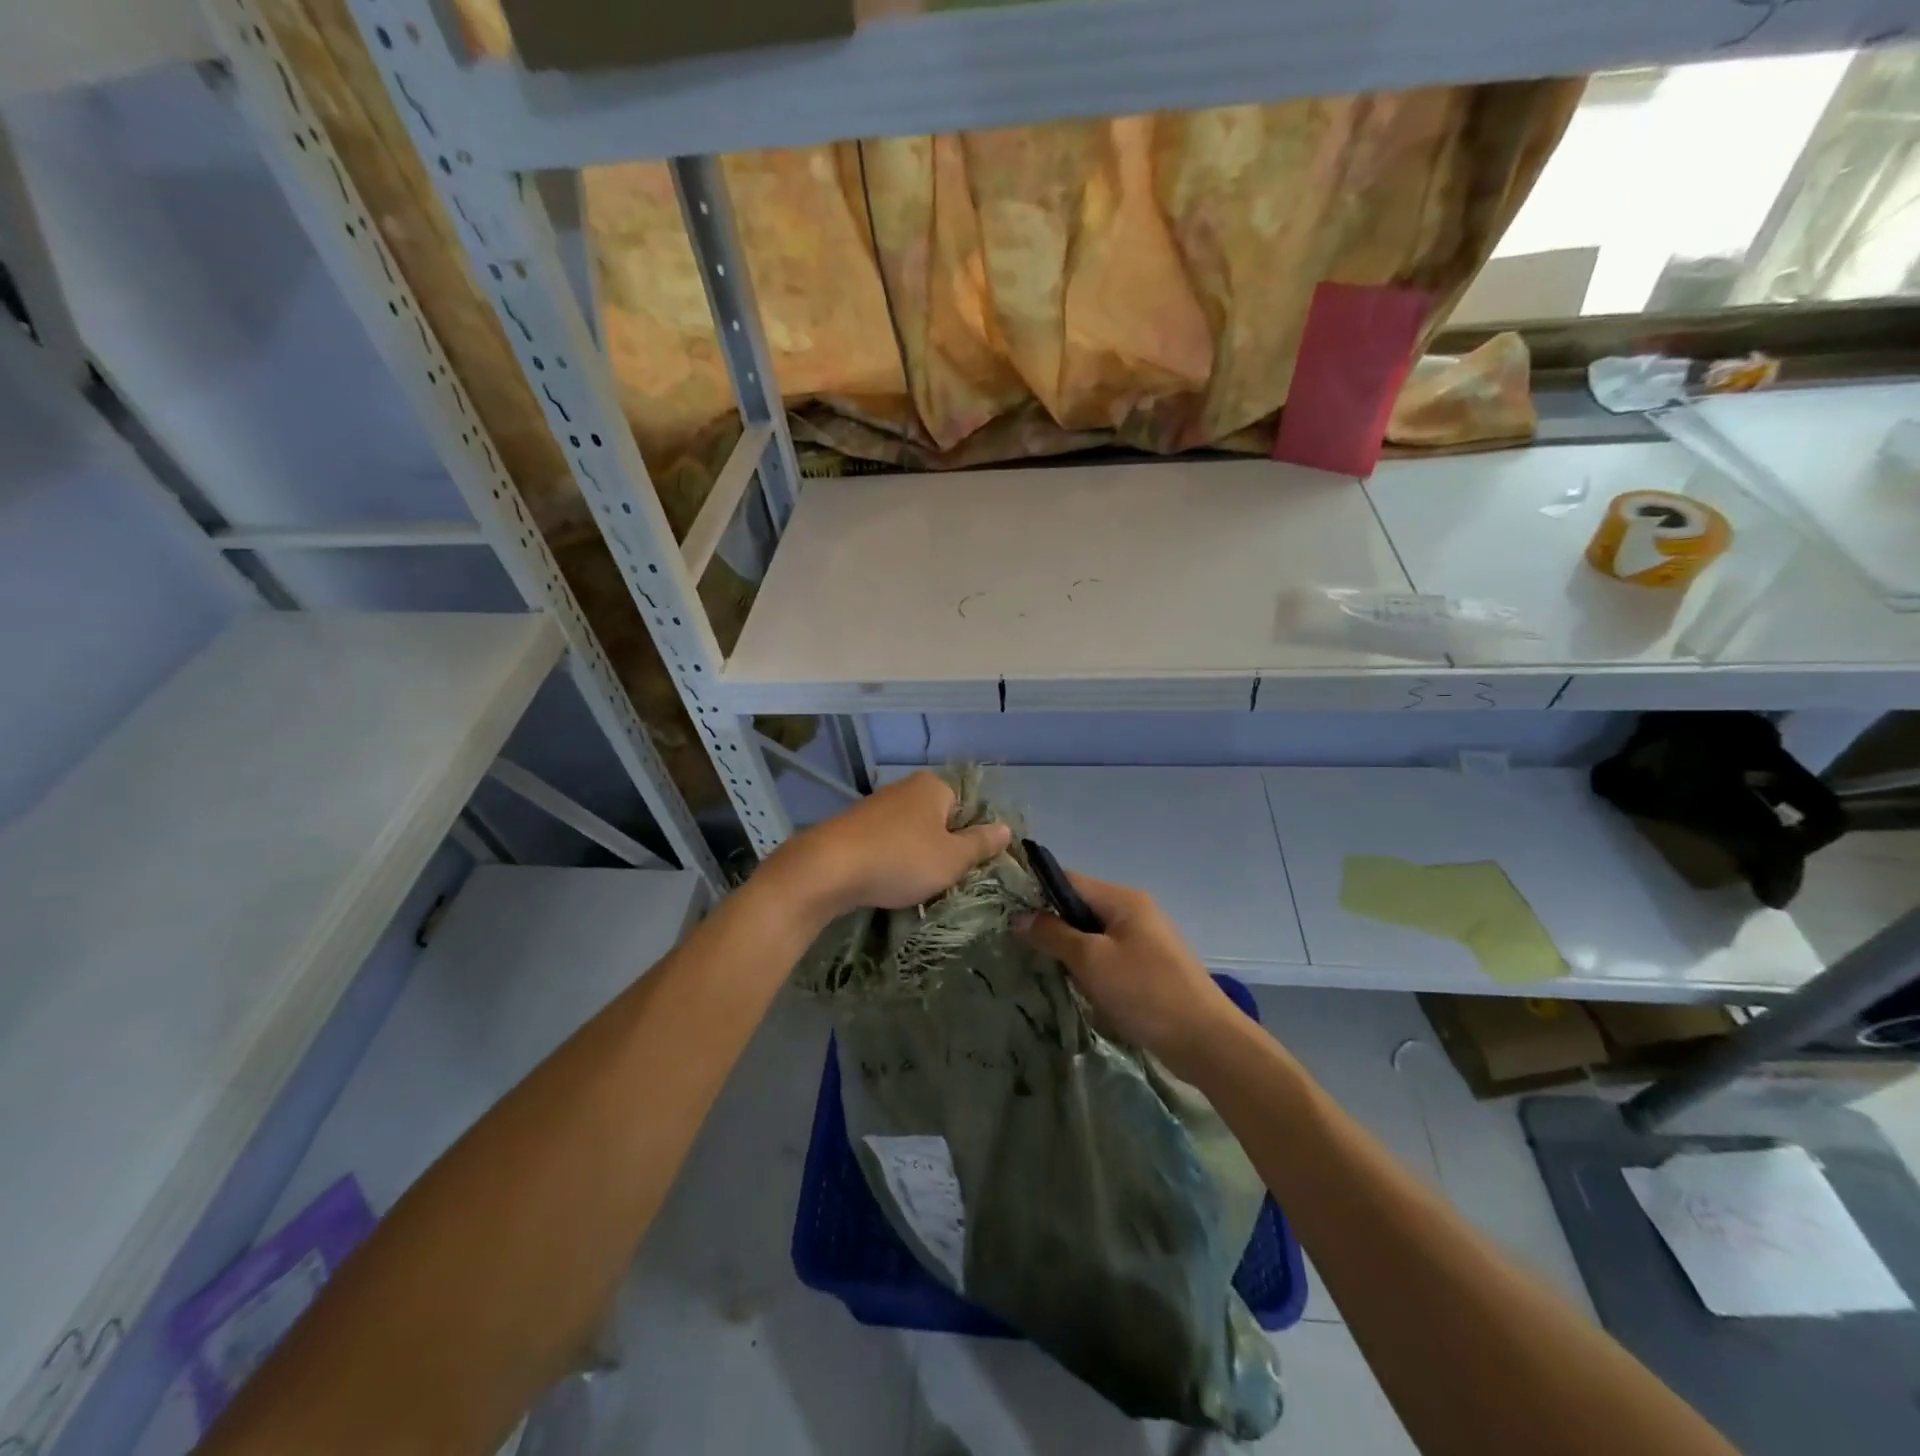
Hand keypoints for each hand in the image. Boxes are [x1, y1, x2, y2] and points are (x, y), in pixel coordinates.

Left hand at [768, 771, 1011, 919]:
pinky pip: (887, 845)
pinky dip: (892, 863)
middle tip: (948, 881)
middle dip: (946, 850)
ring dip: (918, 859)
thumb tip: (1006, 828)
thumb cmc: (901, 859)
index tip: (973, 868)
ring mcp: (877, 807)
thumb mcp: (952, 858)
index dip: (975, 838)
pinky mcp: (854, 828)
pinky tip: (889, 884)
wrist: (827, 869)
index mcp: (934, 787)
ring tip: (918, 887)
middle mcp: (906, 788)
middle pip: (940, 821)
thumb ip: (981, 843)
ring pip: (913, 835)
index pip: (970, 807)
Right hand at [1019, 874, 1237, 1072]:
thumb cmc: (1145, 992)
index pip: (1069, 880)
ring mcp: (1147, 939)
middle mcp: (1136, 911)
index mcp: (1123, 899)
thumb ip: (1053, 935)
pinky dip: (1092, 967)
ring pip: (1095, 934)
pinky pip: (1111, 956)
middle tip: (1023, 948)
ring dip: (1072, 951)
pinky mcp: (1152, 967)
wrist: (1206, 1041)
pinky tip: (1080, 987)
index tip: (1009, 914)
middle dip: (1054, 926)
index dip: (1037, 893)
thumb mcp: (1091, 961)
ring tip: (1046, 969)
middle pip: (1082, 907)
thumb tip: (1019, 918)